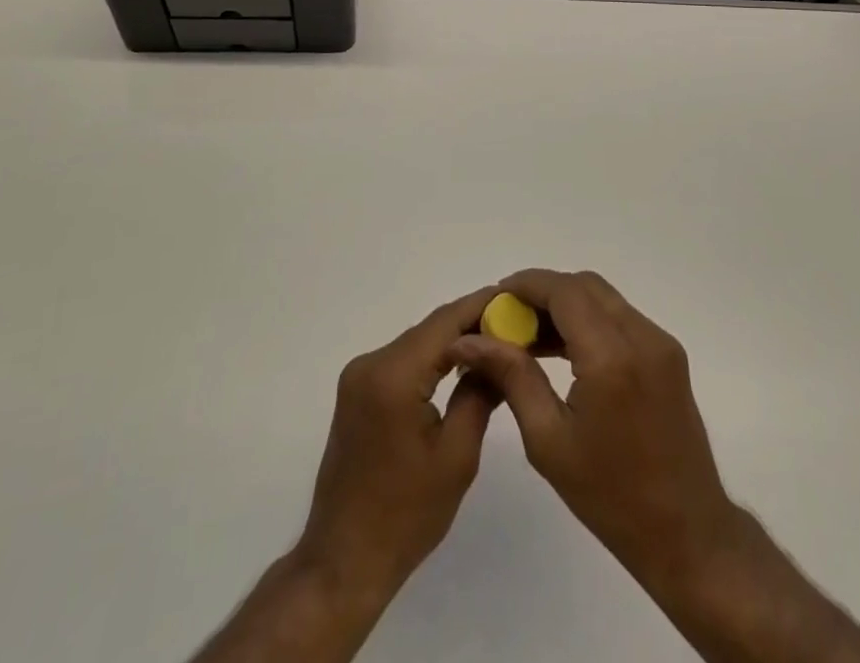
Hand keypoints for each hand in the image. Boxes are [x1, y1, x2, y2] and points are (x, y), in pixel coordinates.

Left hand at [294, 285, 504, 604]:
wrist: (344, 561)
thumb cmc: (406, 515)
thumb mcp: (457, 456)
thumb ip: (479, 394)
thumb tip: (500, 354)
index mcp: (393, 375)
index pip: (444, 323)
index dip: (481, 306)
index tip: (516, 298)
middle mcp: (370, 363)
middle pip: (429, 330)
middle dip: (471, 324)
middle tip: (514, 325)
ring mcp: (358, 377)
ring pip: (417, 344)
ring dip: (452, 342)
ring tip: (495, 344)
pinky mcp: (357, 392)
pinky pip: (402, 362)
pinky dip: (432, 360)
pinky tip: (459, 368)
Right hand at [445, 269, 737, 589]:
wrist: (687, 534)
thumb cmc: (611, 497)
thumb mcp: (548, 441)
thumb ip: (512, 377)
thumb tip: (471, 340)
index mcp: (611, 358)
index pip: (564, 291)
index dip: (527, 285)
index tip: (495, 298)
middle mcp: (641, 337)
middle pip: (585, 286)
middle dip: (544, 292)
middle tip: (509, 320)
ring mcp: (660, 343)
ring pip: (604, 298)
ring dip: (566, 305)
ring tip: (530, 337)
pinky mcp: (669, 354)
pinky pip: (621, 317)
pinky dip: (589, 320)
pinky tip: (564, 351)